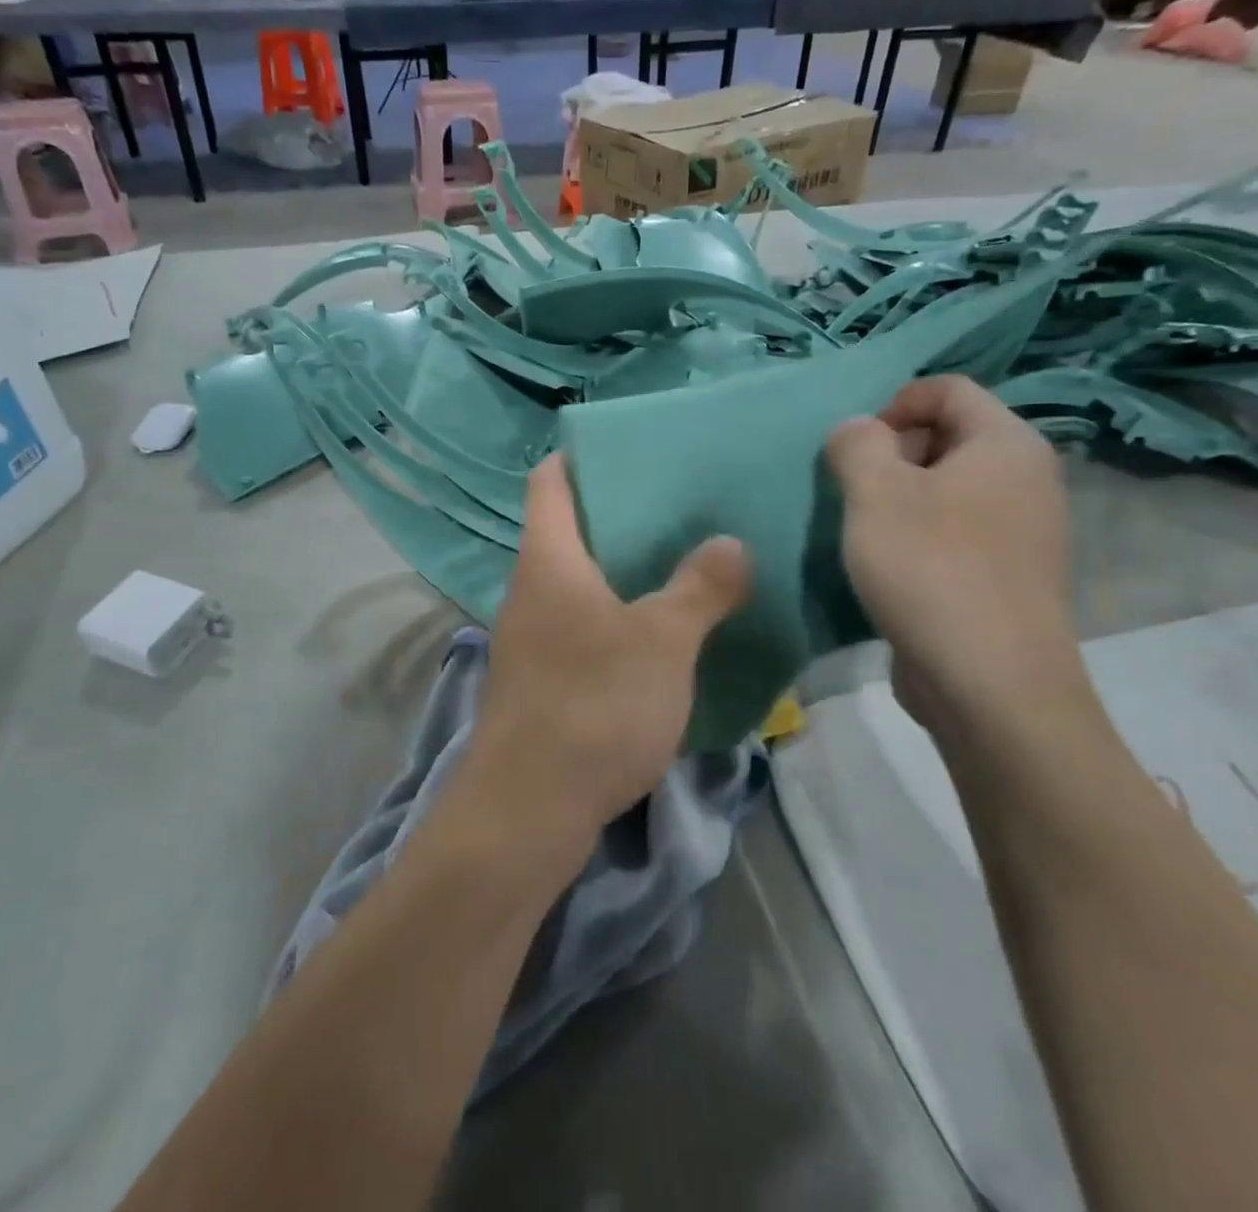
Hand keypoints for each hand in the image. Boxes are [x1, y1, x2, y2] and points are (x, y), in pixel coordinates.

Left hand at [461, 456, 750, 863]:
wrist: (527, 810)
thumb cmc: (592, 704)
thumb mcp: (662, 641)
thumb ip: (699, 587)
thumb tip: (731, 543)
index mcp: (548, 560)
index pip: (549, 482)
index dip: (580, 457)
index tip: (630, 447)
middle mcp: (529, 591)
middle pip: (568, 531)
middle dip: (620, 515)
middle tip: (682, 507)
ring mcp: (531, 639)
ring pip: (577, 584)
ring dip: (623, 572)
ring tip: (683, 563)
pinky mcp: (541, 682)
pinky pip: (581, 628)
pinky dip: (616, 618)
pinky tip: (661, 634)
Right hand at [826, 376, 1084, 740]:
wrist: (992, 686)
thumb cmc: (930, 570)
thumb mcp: (875, 493)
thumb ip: (857, 444)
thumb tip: (858, 432)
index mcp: (1006, 444)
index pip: (947, 389)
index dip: (893, 404)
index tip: (856, 450)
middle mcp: (1026, 479)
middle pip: (948, 436)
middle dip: (891, 454)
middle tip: (854, 493)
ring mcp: (1022, 532)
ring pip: (947, 489)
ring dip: (897, 500)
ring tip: (864, 534)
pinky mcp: (1006, 577)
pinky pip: (955, 532)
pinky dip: (917, 537)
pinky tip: (890, 571)